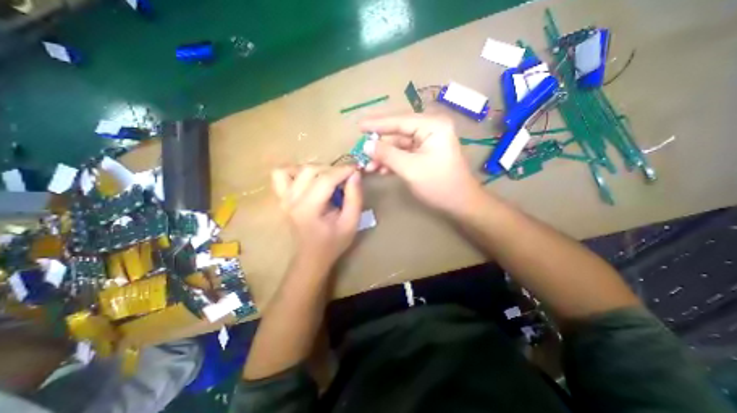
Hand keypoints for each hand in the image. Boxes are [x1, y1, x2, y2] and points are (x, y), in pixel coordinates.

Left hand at [270, 166, 360, 268]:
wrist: (312, 256)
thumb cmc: (333, 242)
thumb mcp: (351, 222)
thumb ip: (355, 197)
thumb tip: (355, 174)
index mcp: (308, 209)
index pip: (326, 179)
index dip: (343, 170)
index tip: (356, 169)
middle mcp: (292, 200)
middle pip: (311, 170)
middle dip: (332, 169)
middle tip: (345, 178)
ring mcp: (283, 198)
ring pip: (296, 168)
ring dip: (317, 169)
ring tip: (329, 178)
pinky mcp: (281, 198)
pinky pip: (281, 174)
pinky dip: (295, 171)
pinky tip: (308, 179)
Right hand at [362, 113, 484, 216]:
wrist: (459, 203)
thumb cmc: (439, 185)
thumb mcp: (410, 169)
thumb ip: (387, 154)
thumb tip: (367, 145)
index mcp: (432, 125)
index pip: (399, 121)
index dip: (377, 124)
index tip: (358, 126)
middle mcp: (430, 129)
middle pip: (398, 133)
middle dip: (379, 145)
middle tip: (360, 150)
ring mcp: (427, 142)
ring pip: (399, 145)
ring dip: (384, 156)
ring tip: (368, 167)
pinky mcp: (424, 154)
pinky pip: (404, 154)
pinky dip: (392, 161)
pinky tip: (381, 169)